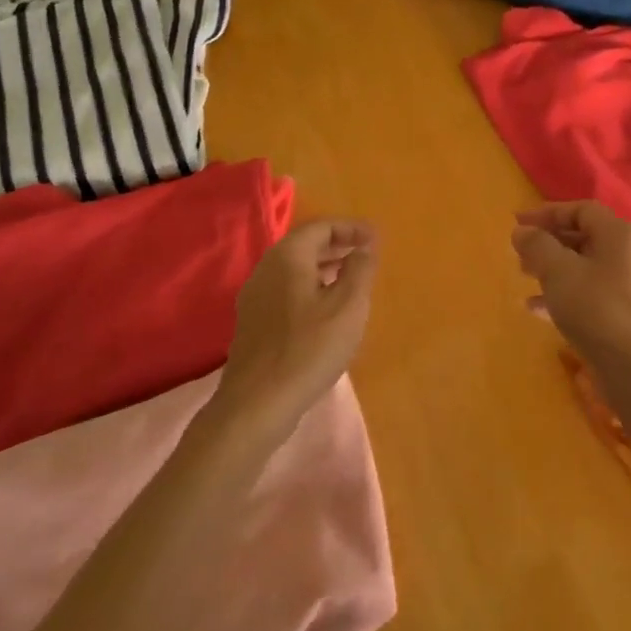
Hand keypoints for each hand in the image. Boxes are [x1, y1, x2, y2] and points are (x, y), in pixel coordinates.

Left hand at [223, 218, 377, 415]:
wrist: (257, 403)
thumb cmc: (309, 348)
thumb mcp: (348, 306)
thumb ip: (360, 269)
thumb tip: (364, 247)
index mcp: (287, 257)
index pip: (321, 227)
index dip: (351, 228)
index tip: (377, 239)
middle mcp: (265, 269)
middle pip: (304, 245)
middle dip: (337, 245)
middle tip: (366, 255)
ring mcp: (254, 297)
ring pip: (294, 269)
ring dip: (324, 268)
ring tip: (351, 280)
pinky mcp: (253, 322)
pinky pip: (285, 290)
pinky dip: (310, 287)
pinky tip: (326, 310)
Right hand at [512, 202, 630, 370]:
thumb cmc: (596, 307)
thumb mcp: (558, 270)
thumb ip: (537, 245)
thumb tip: (522, 231)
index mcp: (619, 234)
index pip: (581, 210)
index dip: (547, 213)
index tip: (517, 223)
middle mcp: (627, 254)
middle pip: (582, 237)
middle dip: (547, 242)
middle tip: (518, 252)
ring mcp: (626, 285)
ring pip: (582, 266)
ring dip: (551, 268)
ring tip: (522, 275)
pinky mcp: (620, 313)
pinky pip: (586, 293)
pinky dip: (560, 294)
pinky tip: (534, 308)